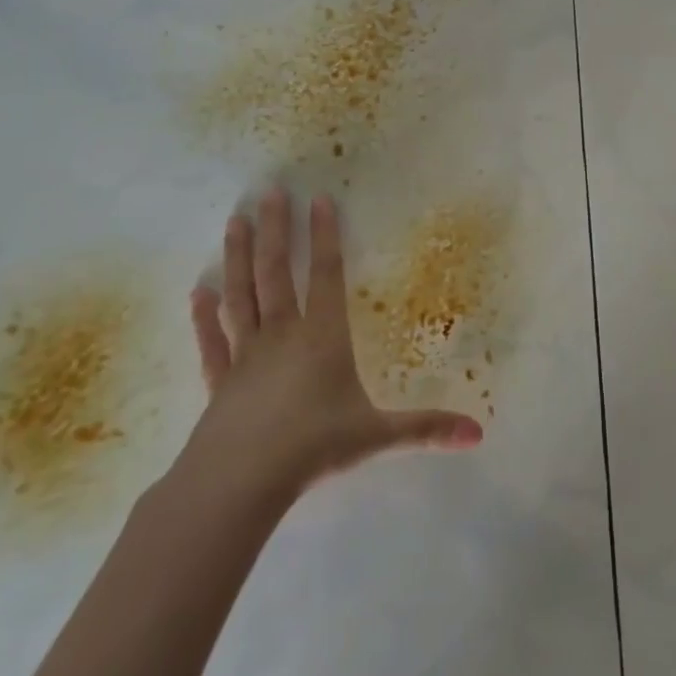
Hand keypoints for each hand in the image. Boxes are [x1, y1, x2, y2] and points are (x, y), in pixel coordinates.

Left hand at [181, 189, 482, 514]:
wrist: (236, 484)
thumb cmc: (312, 448)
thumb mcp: (376, 437)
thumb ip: (425, 429)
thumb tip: (478, 434)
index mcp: (322, 337)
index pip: (325, 275)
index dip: (325, 236)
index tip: (319, 199)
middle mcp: (282, 335)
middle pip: (276, 273)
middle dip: (275, 230)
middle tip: (269, 191)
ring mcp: (245, 355)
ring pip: (241, 295)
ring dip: (237, 257)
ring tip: (233, 220)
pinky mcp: (219, 381)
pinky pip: (211, 341)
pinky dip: (203, 317)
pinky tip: (196, 293)